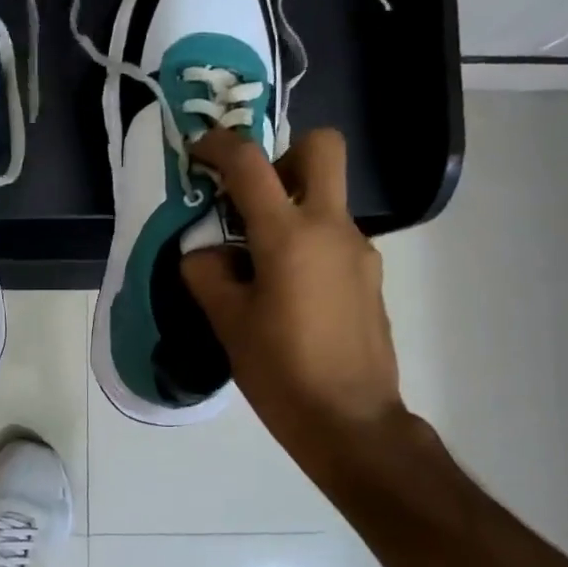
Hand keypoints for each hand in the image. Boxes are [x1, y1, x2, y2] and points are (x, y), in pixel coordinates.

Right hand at [181, 128, 406, 463]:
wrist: (350, 421)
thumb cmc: (280, 371)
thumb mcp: (227, 322)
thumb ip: (207, 274)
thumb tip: (205, 253)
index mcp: (289, 236)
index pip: (250, 164)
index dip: (219, 145)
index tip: (198, 151)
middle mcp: (332, 228)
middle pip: (322, 148)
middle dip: (283, 153)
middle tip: (251, 195)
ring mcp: (359, 250)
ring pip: (327, 196)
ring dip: (290, 207)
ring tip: (256, 262)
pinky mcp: (369, 275)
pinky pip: (333, 236)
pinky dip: (306, 241)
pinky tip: (286, 291)